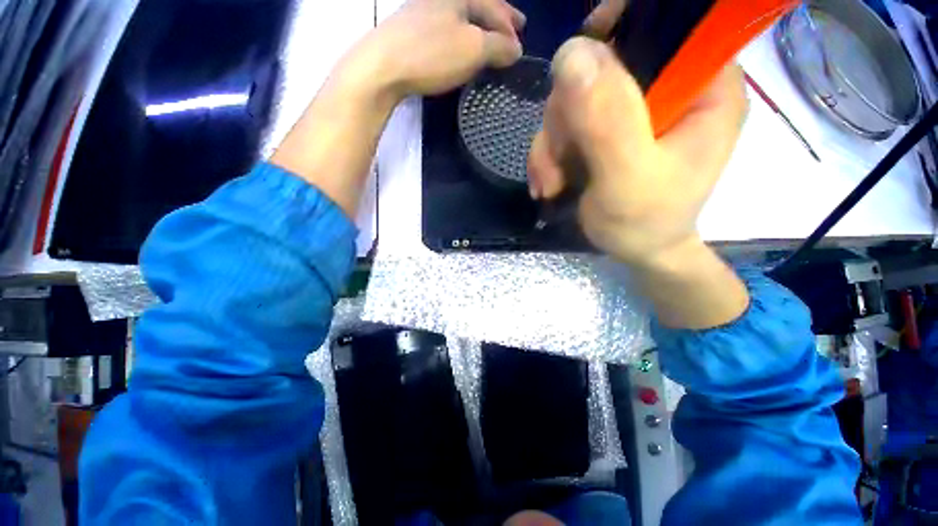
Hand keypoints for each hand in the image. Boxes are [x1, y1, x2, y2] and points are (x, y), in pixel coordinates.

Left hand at [352, 0, 524, 101]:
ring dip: (480, 30)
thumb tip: (516, 50)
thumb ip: (498, 47)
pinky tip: (462, 49)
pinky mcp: (411, 32)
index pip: (494, 6)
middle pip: (478, 6)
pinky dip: (461, 39)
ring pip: (461, 19)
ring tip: (491, 42)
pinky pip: (447, 31)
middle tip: (515, 30)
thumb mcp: (473, 49)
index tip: (521, 46)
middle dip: (498, 20)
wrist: (382, 67)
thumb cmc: (432, 54)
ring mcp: (423, 13)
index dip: (510, 26)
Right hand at [527, 37, 747, 267]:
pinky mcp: (606, 131)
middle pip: (602, 65)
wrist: (636, 251)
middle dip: (565, 115)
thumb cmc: (645, 224)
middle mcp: (668, 89)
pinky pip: (564, 126)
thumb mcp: (628, 178)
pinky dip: (548, 155)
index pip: (668, 22)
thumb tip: (572, 53)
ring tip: (550, 183)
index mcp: (702, 87)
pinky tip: (547, 183)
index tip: (581, 57)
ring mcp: (632, 111)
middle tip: (556, 163)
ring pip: (573, 99)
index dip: (621, 22)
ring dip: (550, 144)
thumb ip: (607, 120)